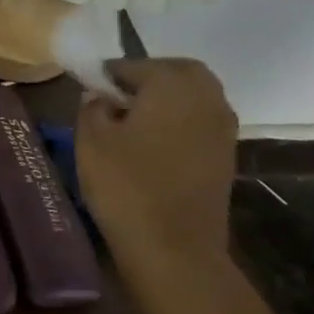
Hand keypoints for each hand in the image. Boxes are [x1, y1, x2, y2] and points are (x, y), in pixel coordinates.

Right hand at [76, 58, 236, 277]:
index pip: (134, 65)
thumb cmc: (126, 186)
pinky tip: (153, 142)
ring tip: (133, 120)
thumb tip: (100, 96)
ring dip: (167, 97)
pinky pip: (201, 120)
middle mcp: (205, 97)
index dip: (108, 74)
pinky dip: (180, 120)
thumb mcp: (90, 141)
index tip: (88, 88)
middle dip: (148, 76)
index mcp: (171, 85)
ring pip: (195, 94)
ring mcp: (222, 127)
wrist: (175, 248)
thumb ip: (92, 107)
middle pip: (178, 71)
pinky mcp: (225, 154)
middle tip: (116, 96)